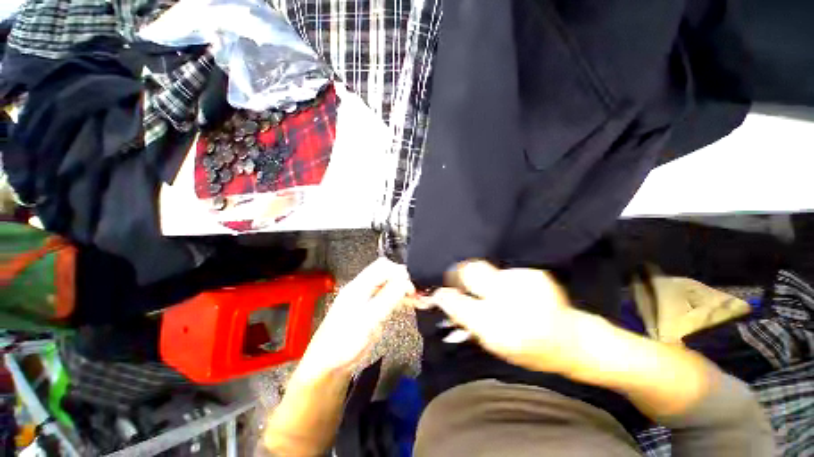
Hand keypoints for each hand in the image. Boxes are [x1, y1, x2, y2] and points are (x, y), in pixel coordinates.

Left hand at [297, 258, 414, 378]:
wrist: (328, 365)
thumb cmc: (344, 342)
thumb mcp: (368, 319)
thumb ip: (387, 297)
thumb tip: (404, 279)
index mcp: (359, 286)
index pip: (382, 266)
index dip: (399, 272)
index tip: (412, 286)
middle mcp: (363, 288)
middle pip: (386, 274)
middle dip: (403, 279)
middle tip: (416, 292)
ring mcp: (367, 299)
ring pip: (389, 285)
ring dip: (403, 289)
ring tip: (418, 298)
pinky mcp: (371, 310)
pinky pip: (388, 297)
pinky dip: (400, 298)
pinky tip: (409, 303)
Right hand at [427, 260, 580, 374]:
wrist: (571, 340)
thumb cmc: (528, 349)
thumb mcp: (494, 345)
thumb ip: (467, 321)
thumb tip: (444, 301)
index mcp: (497, 327)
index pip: (458, 303)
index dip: (444, 296)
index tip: (439, 293)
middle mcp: (509, 299)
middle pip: (471, 271)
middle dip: (458, 273)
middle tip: (455, 278)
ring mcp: (523, 282)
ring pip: (487, 269)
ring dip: (483, 279)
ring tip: (493, 291)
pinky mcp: (534, 273)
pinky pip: (505, 271)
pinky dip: (501, 279)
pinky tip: (511, 291)